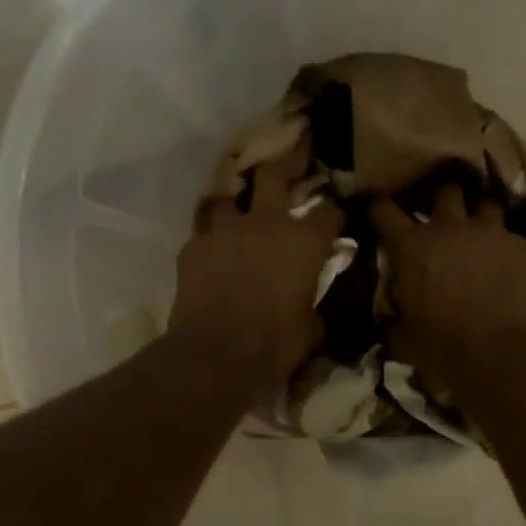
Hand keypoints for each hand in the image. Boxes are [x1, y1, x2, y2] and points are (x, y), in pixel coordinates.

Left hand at [169, 163, 344, 387]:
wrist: (213, 356)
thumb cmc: (274, 345)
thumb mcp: (311, 330)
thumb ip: (313, 304)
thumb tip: (309, 304)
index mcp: (304, 242)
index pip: (328, 211)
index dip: (333, 216)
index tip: (333, 224)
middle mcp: (265, 223)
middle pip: (273, 174)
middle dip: (282, 169)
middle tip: (285, 173)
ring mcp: (224, 231)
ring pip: (228, 201)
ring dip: (236, 209)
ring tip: (238, 223)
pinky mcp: (192, 247)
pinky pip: (204, 234)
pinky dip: (212, 242)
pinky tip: (212, 258)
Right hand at [371, 183, 525, 393]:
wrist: (506, 358)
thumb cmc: (445, 351)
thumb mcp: (405, 339)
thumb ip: (397, 317)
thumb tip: (394, 317)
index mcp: (412, 248)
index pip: (385, 210)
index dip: (378, 206)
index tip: (376, 207)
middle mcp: (450, 228)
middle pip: (446, 192)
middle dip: (442, 201)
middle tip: (443, 218)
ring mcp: (491, 233)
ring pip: (486, 205)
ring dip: (480, 216)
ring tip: (481, 233)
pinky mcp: (524, 247)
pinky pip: (514, 237)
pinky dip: (508, 247)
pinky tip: (511, 265)